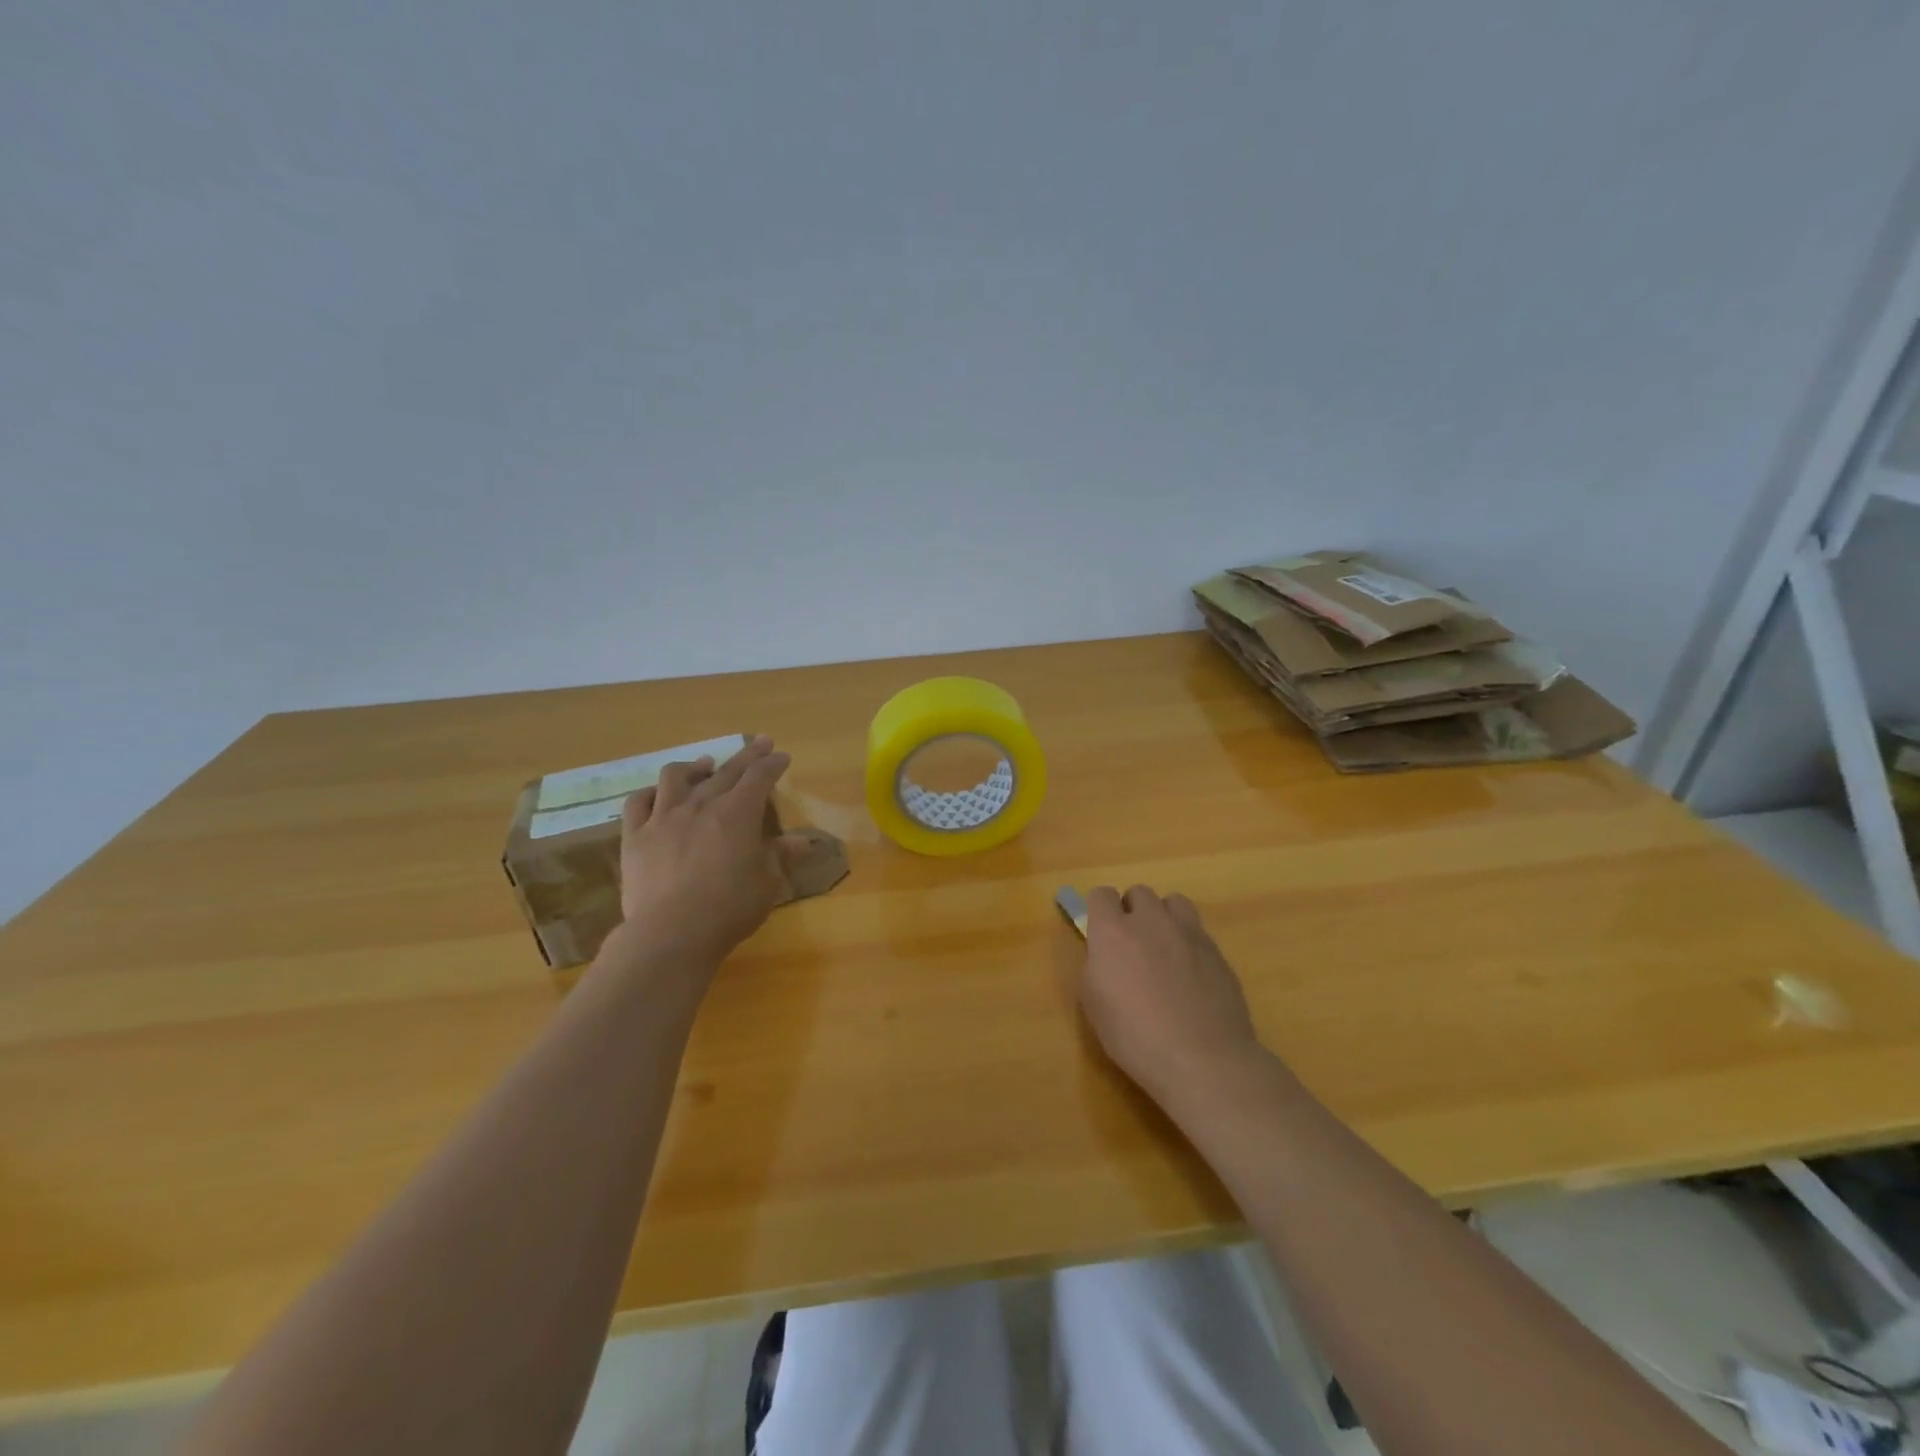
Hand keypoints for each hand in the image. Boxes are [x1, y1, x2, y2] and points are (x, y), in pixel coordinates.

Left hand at [615, 736, 805, 968]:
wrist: (671, 933)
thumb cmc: (729, 908)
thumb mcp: (767, 882)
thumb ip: (781, 856)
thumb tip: (805, 841)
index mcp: (738, 813)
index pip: (759, 777)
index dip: (772, 764)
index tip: (781, 756)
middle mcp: (701, 805)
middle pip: (726, 770)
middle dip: (747, 756)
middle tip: (759, 743)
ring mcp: (663, 817)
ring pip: (677, 777)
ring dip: (694, 767)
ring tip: (704, 765)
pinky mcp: (635, 836)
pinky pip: (638, 802)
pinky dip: (650, 793)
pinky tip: (657, 794)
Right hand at [1076, 885, 1264, 1107]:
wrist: (1202, 1059)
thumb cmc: (1135, 1036)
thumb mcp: (1094, 1005)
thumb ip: (1095, 966)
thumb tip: (1104, 955)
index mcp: (1113, 931)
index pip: (1101, 894)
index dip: (1099, 911)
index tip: (1100, 935)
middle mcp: (1151, 920)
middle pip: (1139, 893)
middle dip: (1132, 911)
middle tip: (1132, 945)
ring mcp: (1188, 932)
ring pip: (1173, 902)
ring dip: (1163, 917)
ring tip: (1164, 949)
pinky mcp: (1216, 950)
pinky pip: (1197, 930)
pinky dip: (1188, 942)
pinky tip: (1190, 974)